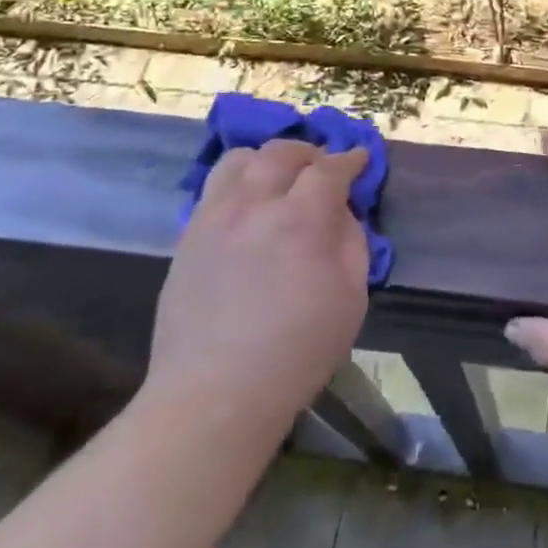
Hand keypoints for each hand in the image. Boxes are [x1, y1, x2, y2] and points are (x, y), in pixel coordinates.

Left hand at [144, 140, 370, 418]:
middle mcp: (254, 206)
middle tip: (322, 168)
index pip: (329, 168)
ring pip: (238, 160)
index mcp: (301, 220)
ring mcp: (214, 219)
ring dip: (266, 160)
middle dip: (309, 153)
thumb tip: (340, 212)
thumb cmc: (297, 351)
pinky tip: (248, 207)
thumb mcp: (351, 297)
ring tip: (278, 178)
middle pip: (281, 153)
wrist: (215, 394)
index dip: (349, 159)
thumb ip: (350, 242)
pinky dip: (237, 183)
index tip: (359, 159)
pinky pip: (212, 189)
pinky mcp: (187, 238)